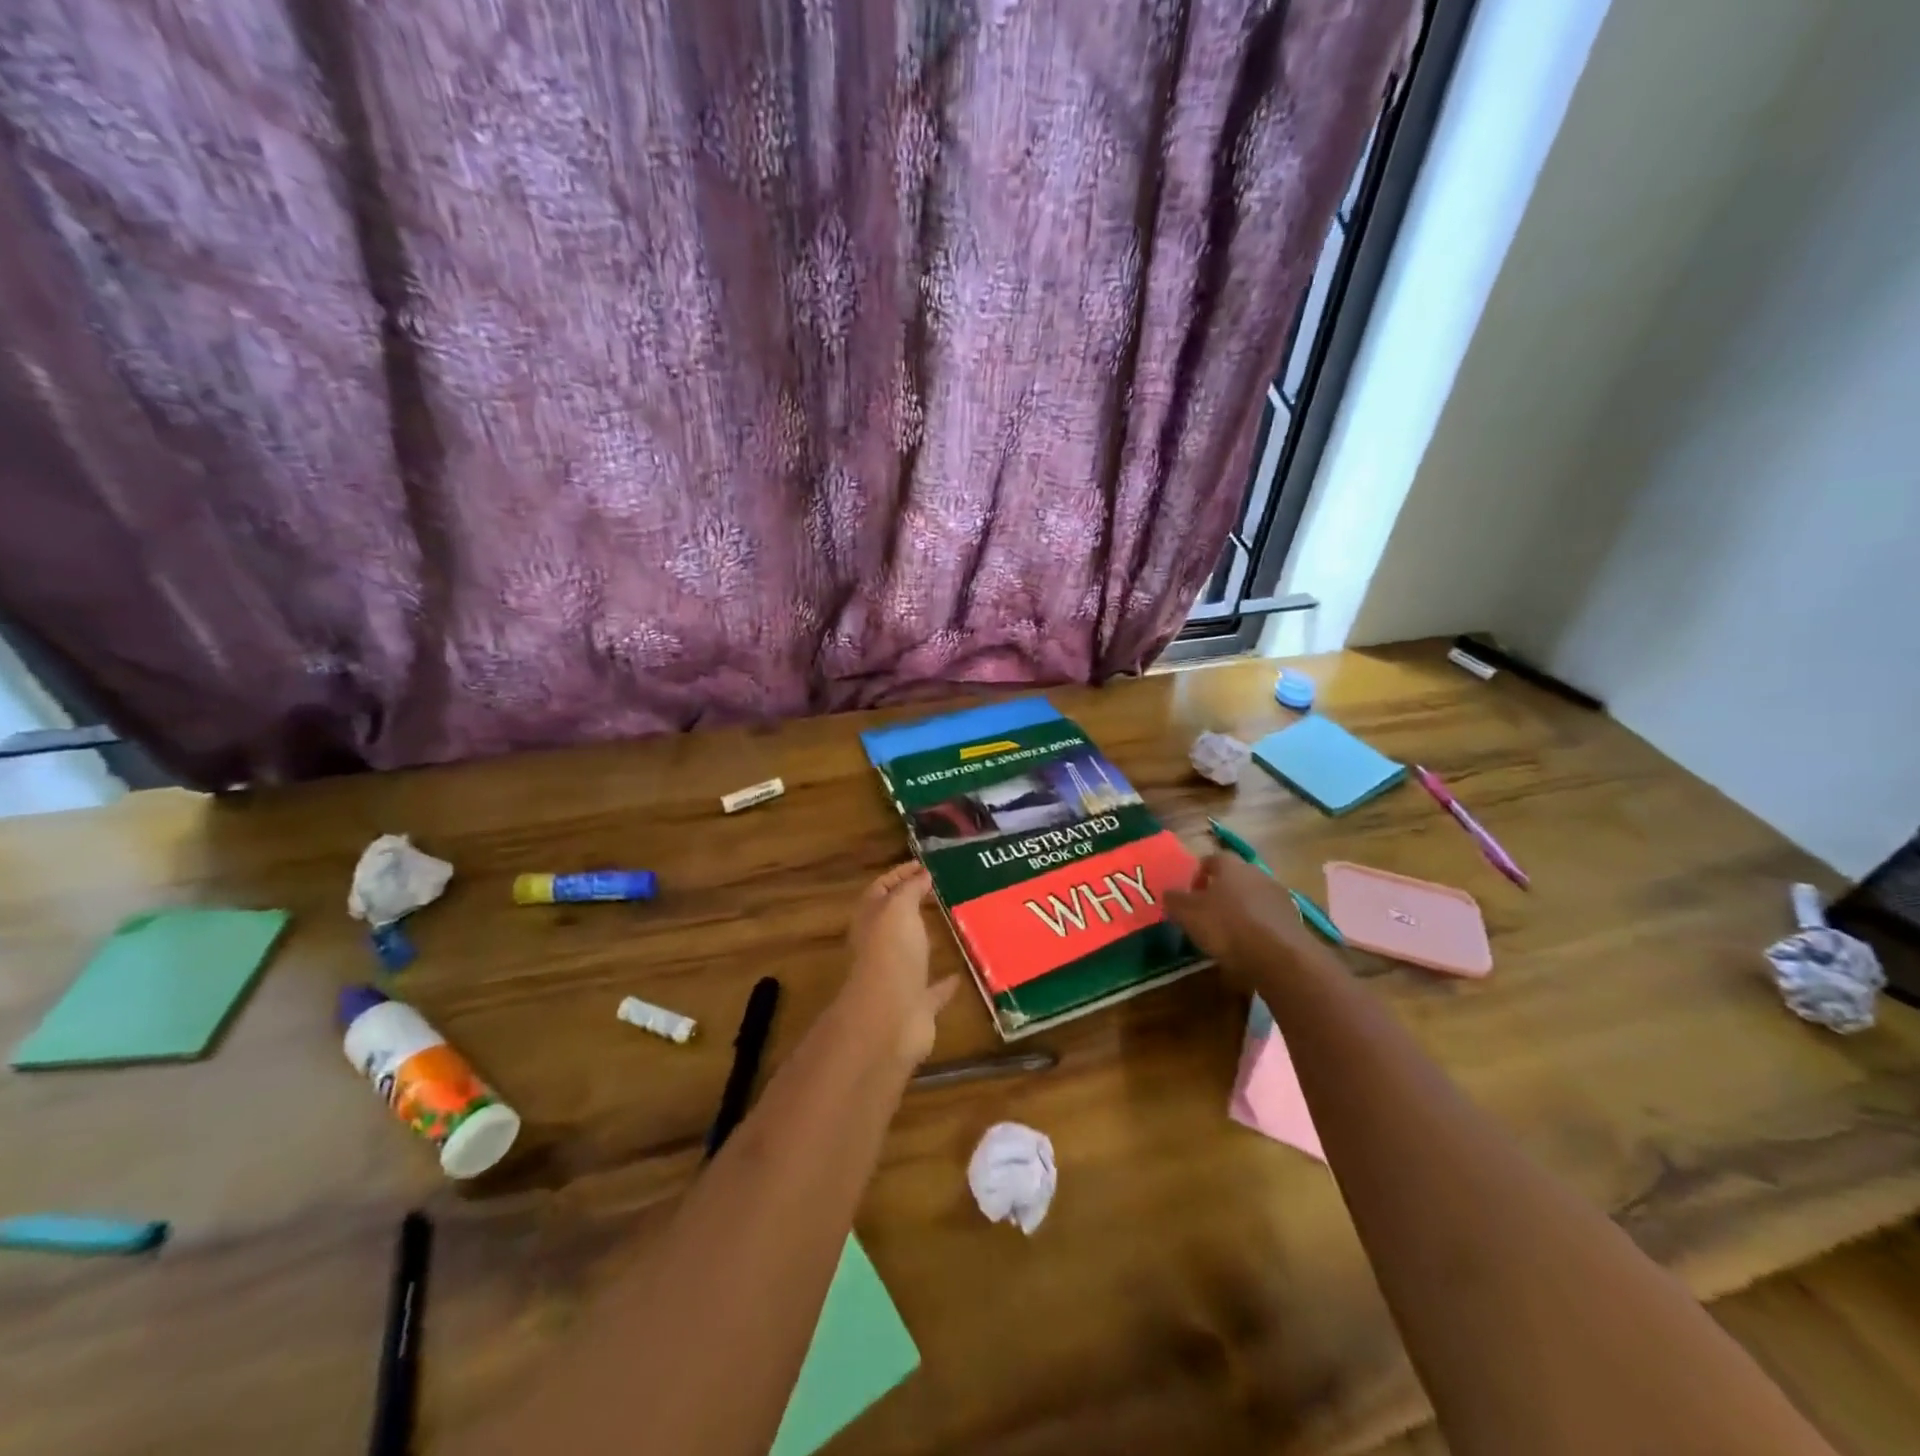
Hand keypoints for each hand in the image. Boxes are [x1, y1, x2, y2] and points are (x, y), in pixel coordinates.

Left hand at [840, 863, 960, 1067]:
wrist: (890, 1019)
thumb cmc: (891, 954)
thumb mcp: (898, 908)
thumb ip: (909, 889)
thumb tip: (921, 874)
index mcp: (871, 921)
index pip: (881, 889)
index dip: (899, 874)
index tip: (924, 865)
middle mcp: (881, 948)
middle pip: (894, 922)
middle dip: (913, 906)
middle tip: (942, 891)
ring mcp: (898, 979)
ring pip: (912, 955)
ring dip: (927, 943)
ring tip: (953, 925)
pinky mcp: (917, 1007)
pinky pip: (932, 991)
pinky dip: (944, 983)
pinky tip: (961, 973)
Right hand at [1164, 853, 1319, 982]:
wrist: (1279, 957)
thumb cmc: (1226, 926)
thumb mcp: (1187, 913)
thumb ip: (1174, 900)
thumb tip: (1169, 894)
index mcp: (1230, 865)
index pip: (1211, 859)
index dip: (1197, 875)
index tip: (1189, 896)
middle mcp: (1256, 873)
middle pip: (1234, 877)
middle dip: (1219, 892)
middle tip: (1205, 914)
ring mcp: (1278, 895)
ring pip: (1252, 897)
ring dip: (1240, 910)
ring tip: (1227, 934)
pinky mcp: (1293, 920)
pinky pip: (1267, 918)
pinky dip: (1257, 927)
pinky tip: (1248, 947)